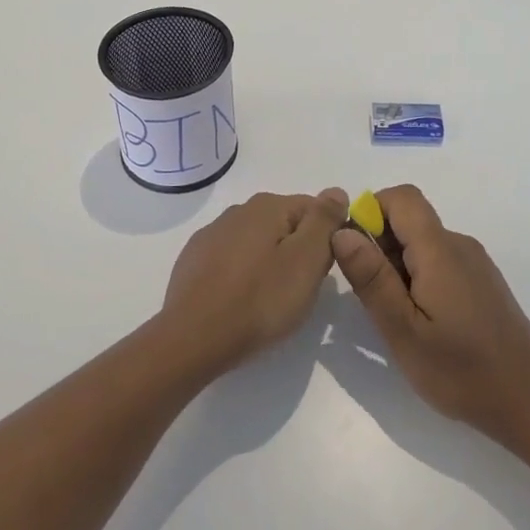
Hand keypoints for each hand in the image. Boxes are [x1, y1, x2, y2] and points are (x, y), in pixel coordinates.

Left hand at [160, 189, 348, 373]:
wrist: (193, 338)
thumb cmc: (259, 300)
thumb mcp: (306, 260)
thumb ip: (324, 221)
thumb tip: (336, 191)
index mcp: (267, 206)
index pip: (314, 209)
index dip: (327, 239)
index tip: (323, 272)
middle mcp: (238, 211)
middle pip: (285, 225)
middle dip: (299, 251)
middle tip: (301, 289)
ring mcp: (211, 235)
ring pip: (257, 242)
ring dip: (270, 262)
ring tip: (271, 299)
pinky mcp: (194, 261)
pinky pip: (231, 260)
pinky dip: (243, 274)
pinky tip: (241, 300)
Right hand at [332, 185, 529, 444]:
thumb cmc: (462, 371)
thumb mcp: (403, 330)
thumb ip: (372, 278)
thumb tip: (343, 232)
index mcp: (439, 250)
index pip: (401, 197)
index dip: (370, 212)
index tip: (355, 254)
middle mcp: (459, 245)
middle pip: (410, 220)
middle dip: (380, 246)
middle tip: (373, 298)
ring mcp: (474, 263)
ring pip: (423, 243)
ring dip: (398, 266)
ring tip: (397, 317)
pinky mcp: (482, 282)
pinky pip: (440, 261)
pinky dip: (419, 278)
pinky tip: (423, 322)